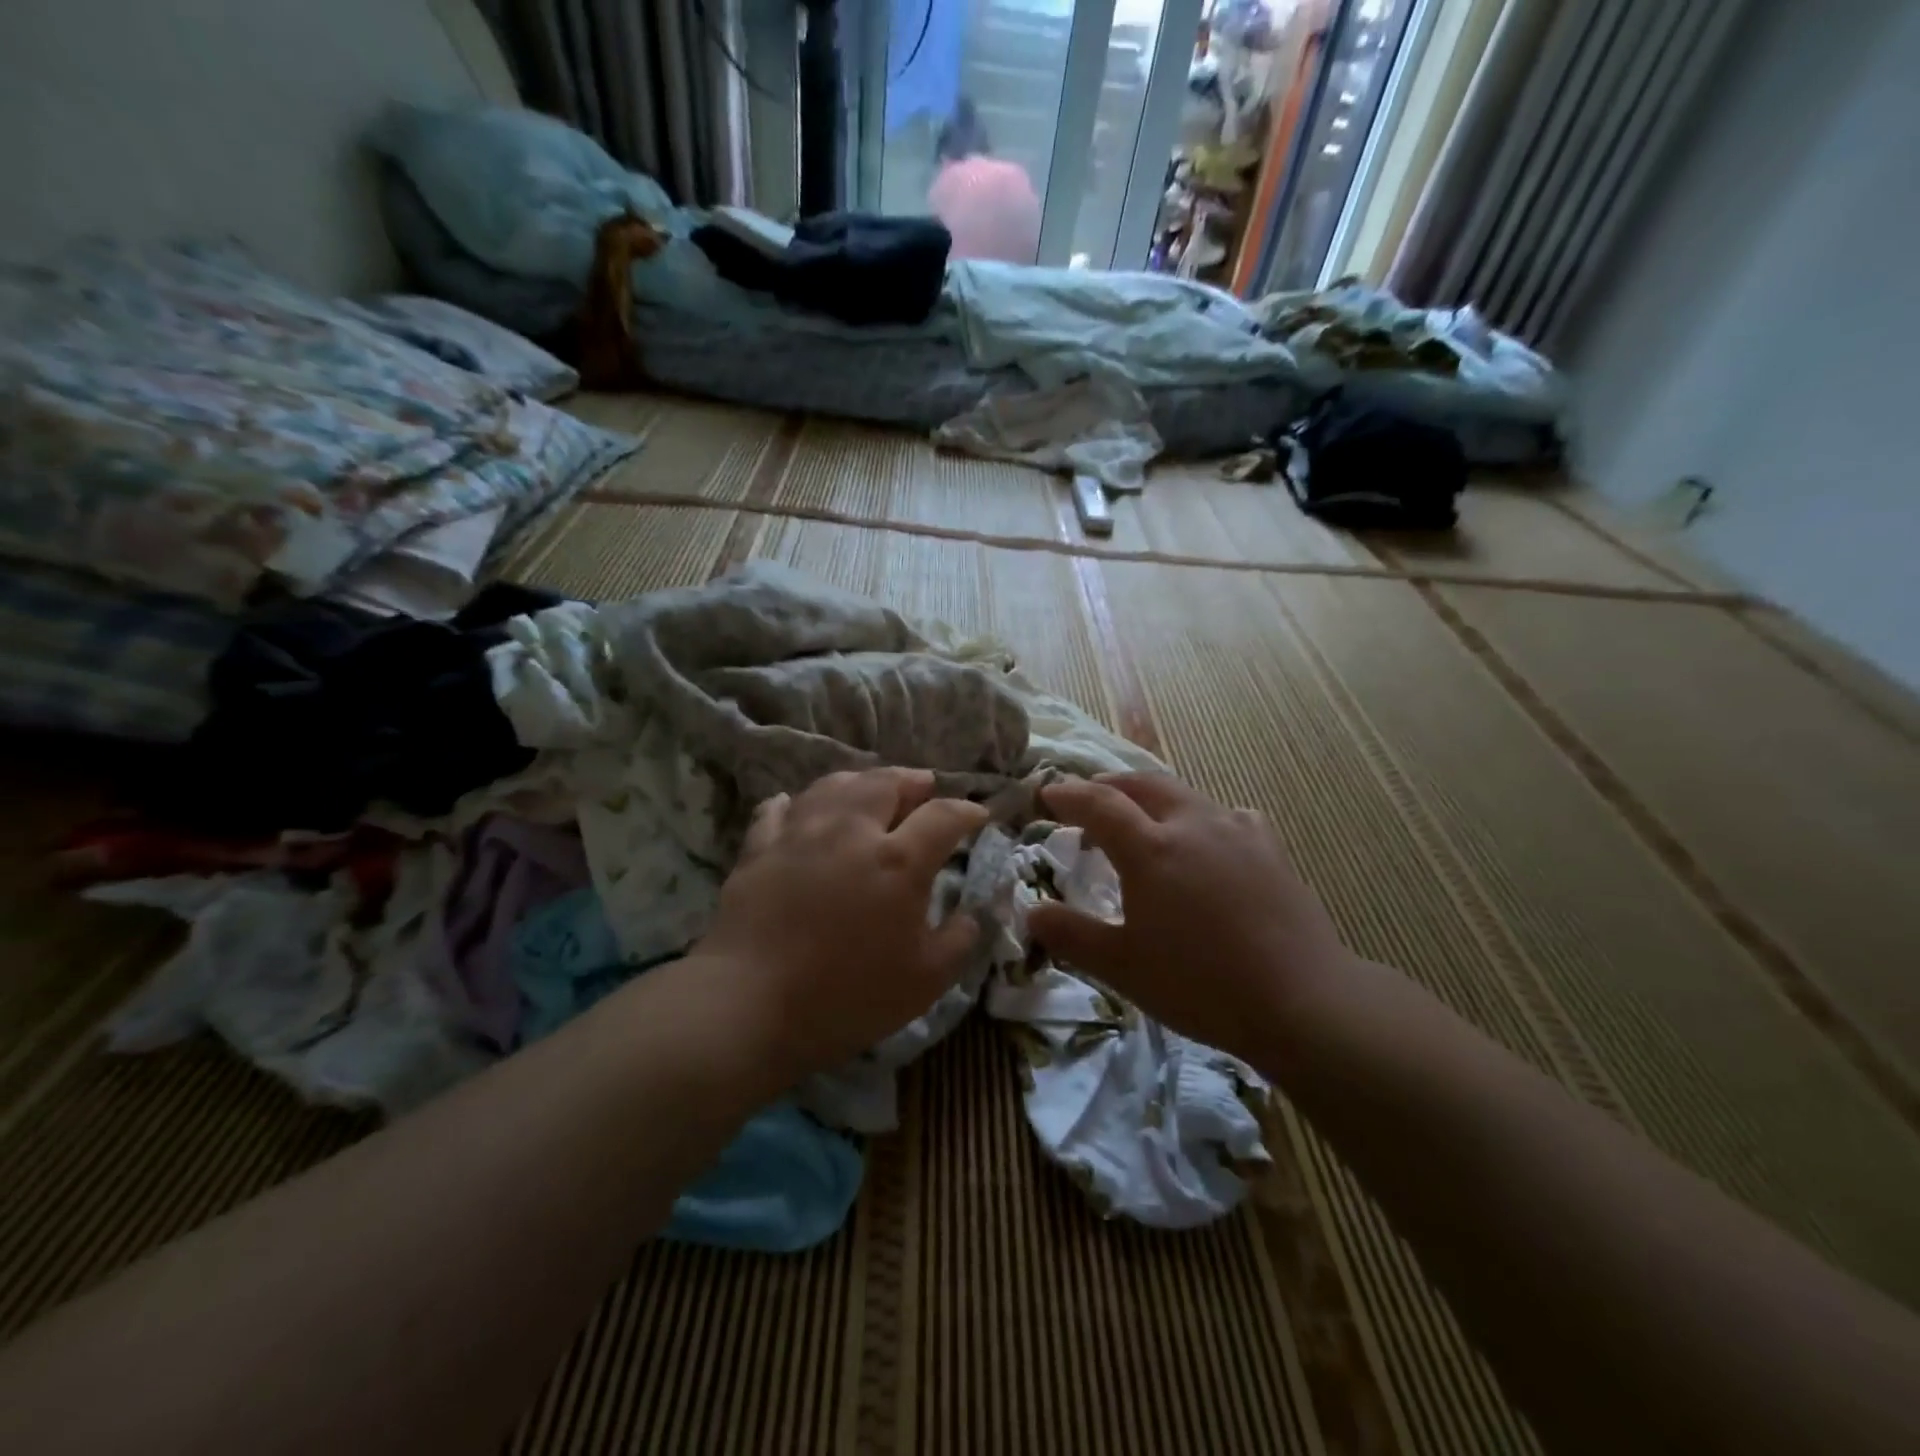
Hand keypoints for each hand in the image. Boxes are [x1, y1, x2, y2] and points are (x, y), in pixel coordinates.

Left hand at [695, 768, 988, 1082]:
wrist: (748, 1006)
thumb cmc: (847, 997)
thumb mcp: (925, 981)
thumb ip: (959, 940)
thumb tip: (972, 914)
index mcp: (897, 860)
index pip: (943, 816)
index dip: (967, 811)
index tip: (979, 816)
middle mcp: (850, 831)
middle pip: (885, 782)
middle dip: (912, 780)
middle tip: (924, 787)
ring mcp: (799, 834)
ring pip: (833, 785)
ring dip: (860, 781)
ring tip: (871, 790)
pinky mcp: (758, 849)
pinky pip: (778, 810)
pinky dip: (796, 804)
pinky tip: (798, 808)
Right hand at [1026, 773, 1354, 1069]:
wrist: (1302, 1001)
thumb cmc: (1200, 985)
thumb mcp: (1122, 967)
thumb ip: (1072, 935)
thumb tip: (1031, 911)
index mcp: (1151, 849)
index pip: (1099, 803)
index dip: (1068, 795)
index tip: (1046, 794)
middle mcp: (1192, 824)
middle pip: (1142, 784)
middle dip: (1109, 786)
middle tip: (1088, 801)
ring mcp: (1236, 831)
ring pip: (1184, 795)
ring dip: (1151, 799)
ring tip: (1140, 823)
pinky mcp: (1269, 847)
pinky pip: (1225, 815)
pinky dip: (1199, 818)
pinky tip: (1205, 842)